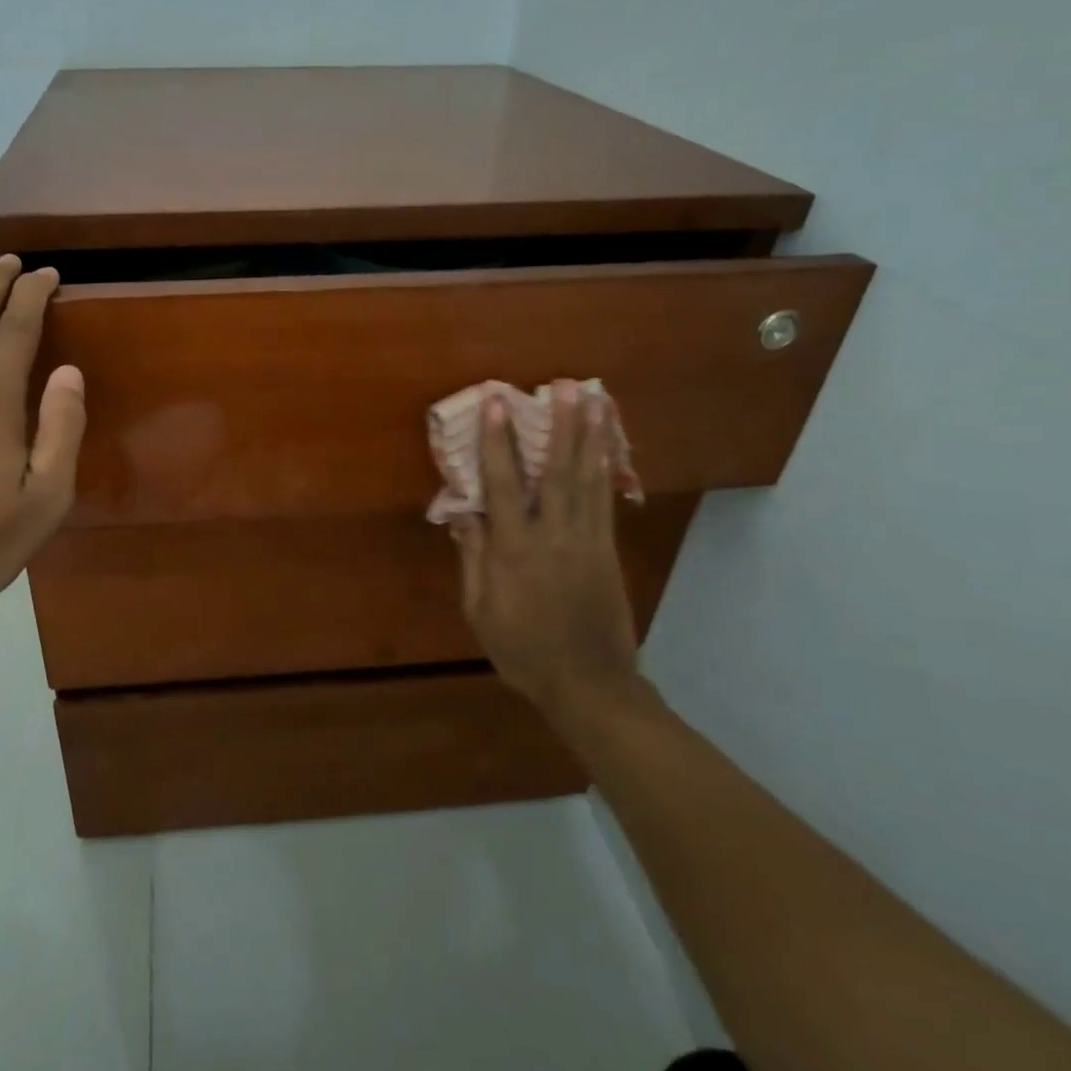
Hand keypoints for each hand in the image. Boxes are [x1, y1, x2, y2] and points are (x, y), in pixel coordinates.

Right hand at [451, 386, 638, 731]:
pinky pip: (605, 501)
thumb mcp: (480, 610)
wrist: (588, 684)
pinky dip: (605, 469)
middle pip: (556, 472)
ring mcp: (587, 541)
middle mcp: (552, 536)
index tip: (498, 405)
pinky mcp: (607, 551)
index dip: (498, 442)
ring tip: (595, 400)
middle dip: (560, 426)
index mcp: (514, 551)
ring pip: (587, 480)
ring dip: (590, 437)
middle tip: (564, 386)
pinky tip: (606, 447)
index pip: (503, 485)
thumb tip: (463, 514)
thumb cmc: (522, 650)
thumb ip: (473, 558)